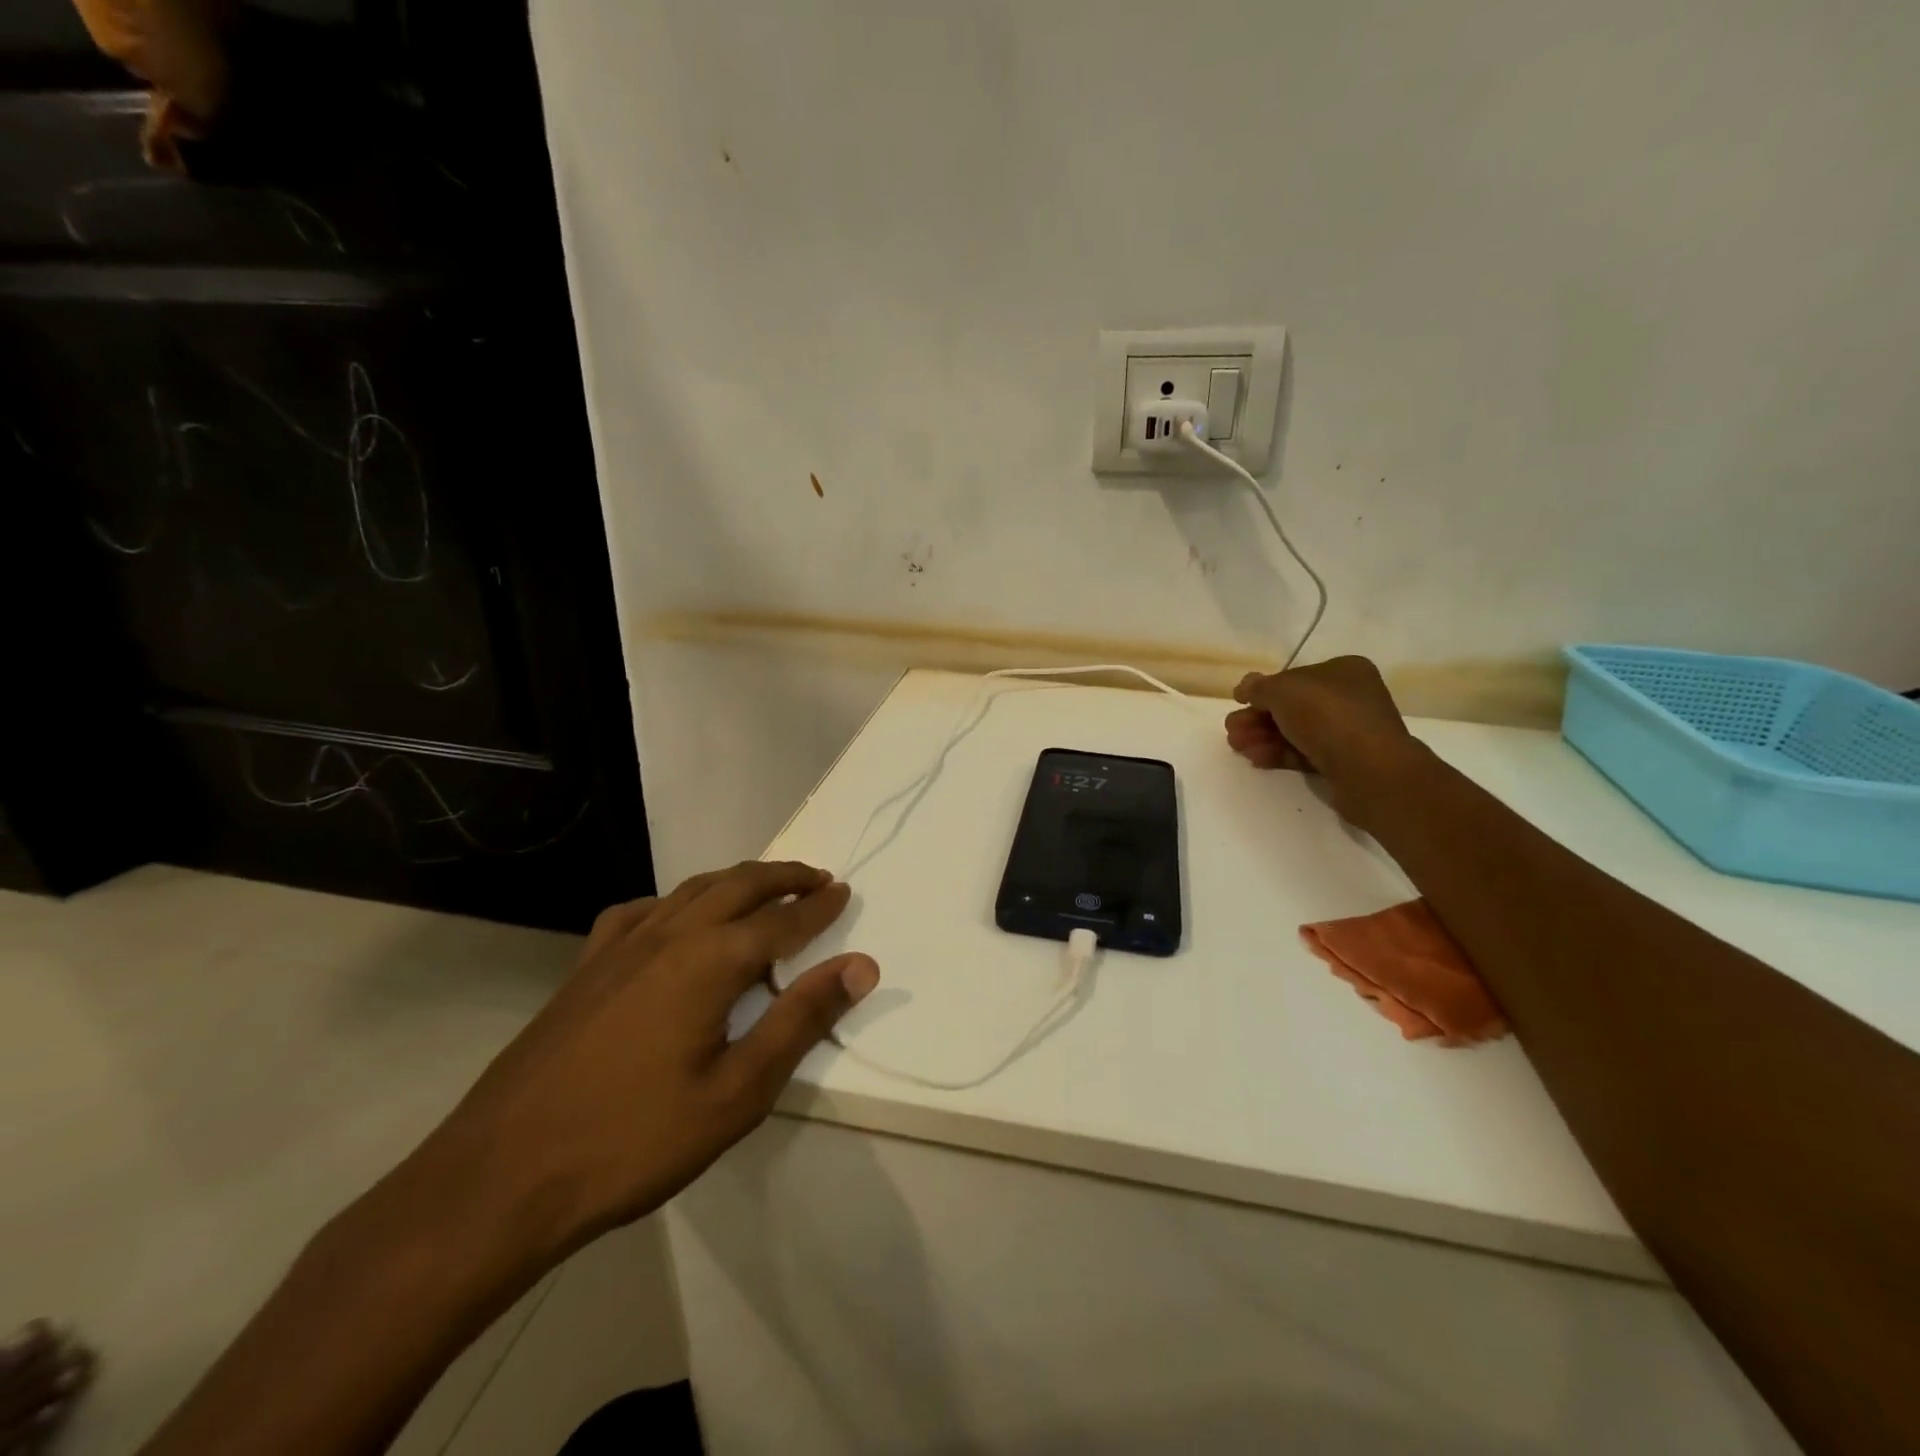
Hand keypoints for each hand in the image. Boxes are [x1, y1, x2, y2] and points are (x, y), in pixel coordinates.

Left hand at [413, 861, 877, 1261]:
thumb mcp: (738, 1092)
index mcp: (710, 960)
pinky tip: (674, 921)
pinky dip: (675, 902)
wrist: (500, 1178)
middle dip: (783, 877)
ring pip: (691, 890)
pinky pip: (640, 912)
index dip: (818, 906)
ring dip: (736, 881)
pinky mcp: (585, 968)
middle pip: (738, 886)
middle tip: (816, 878)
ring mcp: (619, 947)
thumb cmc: (634, 1140)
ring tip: (763, 887)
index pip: (782, 920)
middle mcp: (669, 935)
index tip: (844, 891)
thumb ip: (801, 1020)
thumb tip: (860, 966)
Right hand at [1224, 656, 1421, 823]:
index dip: (1264, 690)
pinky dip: (1279, 754)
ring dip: (1262, 737)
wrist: (1369, 769)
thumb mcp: (1282, 690)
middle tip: (1231, 730)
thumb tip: (1245, 688)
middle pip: (1292, 706)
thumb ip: (1258, 687)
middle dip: (1257, 718)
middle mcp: (1350, 698)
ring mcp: (1349, 731)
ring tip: (1237, 747)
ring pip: (1295, 731)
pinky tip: (1257, 759)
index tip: (1239, 703)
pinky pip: (1304, 753)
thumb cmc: (1327, 715)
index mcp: (1344, 671)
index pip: (1295, 677)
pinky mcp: (1343, 762)